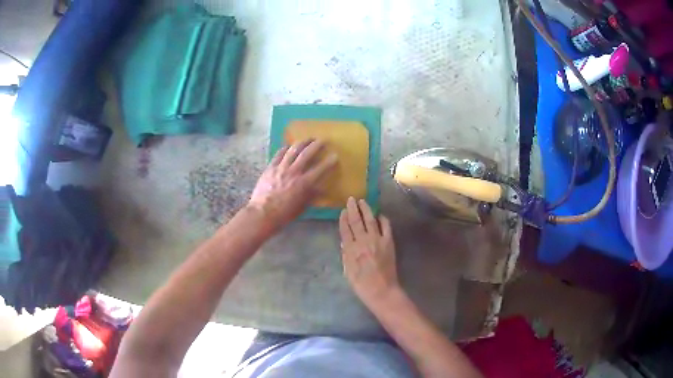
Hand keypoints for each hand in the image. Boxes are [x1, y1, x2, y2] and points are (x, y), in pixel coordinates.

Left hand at [249, 140, 336, 230]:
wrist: (262, 213)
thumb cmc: (284, 214)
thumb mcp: (301, 207)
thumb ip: (311, 195)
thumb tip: (321, 190)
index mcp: (304, 183)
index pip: (320, 169)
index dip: (329, 162)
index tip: (335, 155)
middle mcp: (294, 172)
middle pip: (307, 154)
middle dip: (316, 145)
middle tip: (322, 140)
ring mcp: (281, 168)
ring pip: (293, 150)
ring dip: (302, 142)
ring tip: (307, 138)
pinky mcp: (270, 167)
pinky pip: (278, 154)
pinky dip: (285, 148)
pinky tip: (288, 146)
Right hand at [340, 197, 399, 307]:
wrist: (381, 290)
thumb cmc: (361, 284)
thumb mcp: (347, 271)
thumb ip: (345, 254)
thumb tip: (345, 241)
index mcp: (351, 250)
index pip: (345, 230)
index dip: (343, 219)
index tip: (343, 210)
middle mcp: (363, 242)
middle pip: (356, 221)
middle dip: (353, 209)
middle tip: (351, 199)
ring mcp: (377, 240)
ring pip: (370, 220)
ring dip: (366, 209)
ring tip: (362, 201)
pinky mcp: (389, 242)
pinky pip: (386, 226)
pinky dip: (382, 219)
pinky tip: (379, 215)